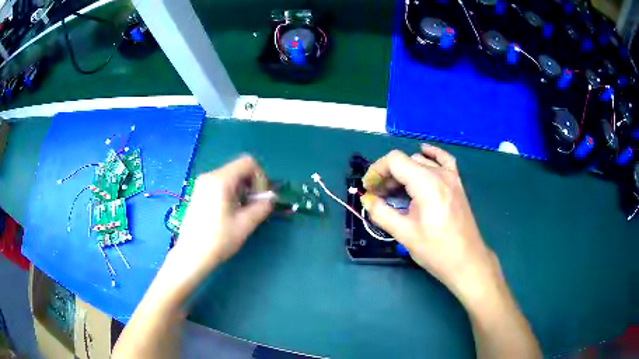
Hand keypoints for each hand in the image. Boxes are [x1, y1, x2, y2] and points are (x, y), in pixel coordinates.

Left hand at [174, 155, 272, 274]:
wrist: (192, 255)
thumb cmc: (218, 239)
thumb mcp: (245, 224)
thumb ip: (262, 206)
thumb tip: (271, 198)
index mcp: (221, 180)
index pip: (248, 163)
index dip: (260, 178)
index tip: (261, 197)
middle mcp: (209, 176)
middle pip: (239, 169)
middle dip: (252, 184)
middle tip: (254, 205)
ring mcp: (202, 184)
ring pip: (230, 177)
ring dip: (242, 190)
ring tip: (243, 211)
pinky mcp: (199, 192)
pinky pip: (220, 184)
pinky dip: (231, 192)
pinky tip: (230, 212)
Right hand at [361, 144, 500, 302]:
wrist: (467, 261)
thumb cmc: (436, 250)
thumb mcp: (404, 234)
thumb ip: (381, 213)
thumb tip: (366, 199)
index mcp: (427, 184)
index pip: (395, 161)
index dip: (377, 170)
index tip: (369, 188)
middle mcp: (440, 174)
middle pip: (407, 161)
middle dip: (388, 174)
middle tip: (378, 195)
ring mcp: (451, 177)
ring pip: (421, 161)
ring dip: (404, 171)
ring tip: (394, 190)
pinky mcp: (457, 183)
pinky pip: (444, 160)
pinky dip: (431, 155)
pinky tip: (423, 153)